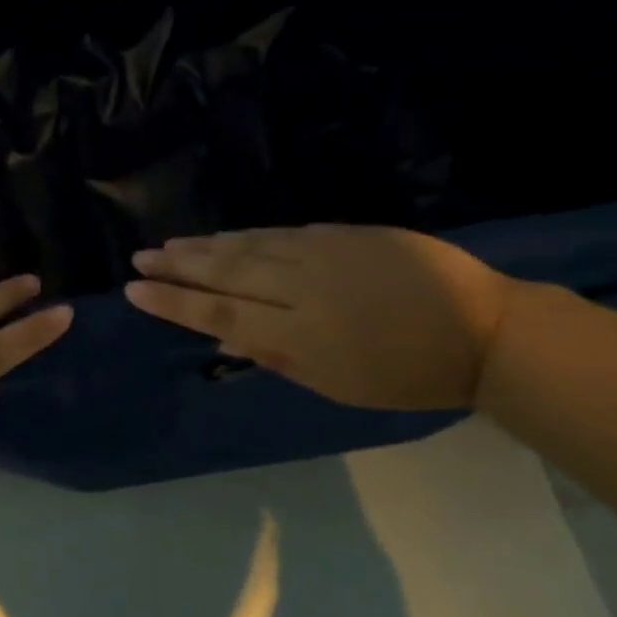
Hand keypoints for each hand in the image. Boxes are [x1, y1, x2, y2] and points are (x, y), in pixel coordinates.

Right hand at [125, 226, 513, 410]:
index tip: (135, 290)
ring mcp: (320, 254)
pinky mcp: (341, 233)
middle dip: (177, 266)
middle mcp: (299, 288)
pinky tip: (222, 234)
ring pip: (247, 246)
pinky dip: (244, 234)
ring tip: (168, 245)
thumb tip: (221, 339)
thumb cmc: (407, 375)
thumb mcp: (337, 384)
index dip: (173, 302)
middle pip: (224, 273)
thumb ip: (275, 356)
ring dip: (203, 245)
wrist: (482, 329)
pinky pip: (278, 232)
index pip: (217, 313)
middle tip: (139, 258)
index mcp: (297, 335)